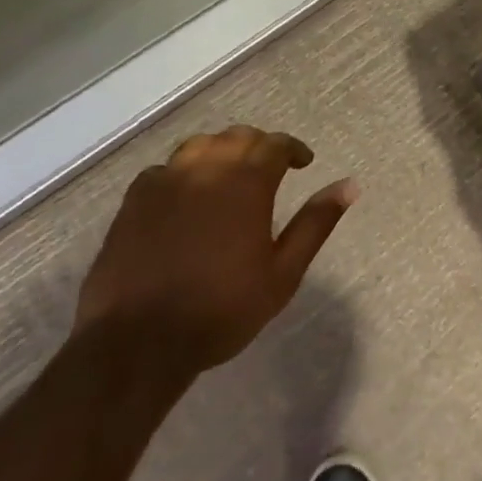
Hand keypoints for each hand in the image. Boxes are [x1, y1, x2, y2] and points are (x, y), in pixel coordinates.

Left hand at [73, 127, 355, 380]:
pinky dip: (183, 174)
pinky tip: (185, 198)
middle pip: (237, 137)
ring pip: (199, 146)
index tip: (303, 164)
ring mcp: (165, 182)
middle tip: (269, 170)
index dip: (293, 149)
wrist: (137, 343)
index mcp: (246, 182)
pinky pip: (163, 170)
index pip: (275, 144)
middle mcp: (206, 169)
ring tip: (228, 177)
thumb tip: (349, 185)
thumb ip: (315, 223)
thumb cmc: (221, 309)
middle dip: (259, 146)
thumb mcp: (283, 273)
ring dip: (220, 153)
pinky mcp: (133, 201)